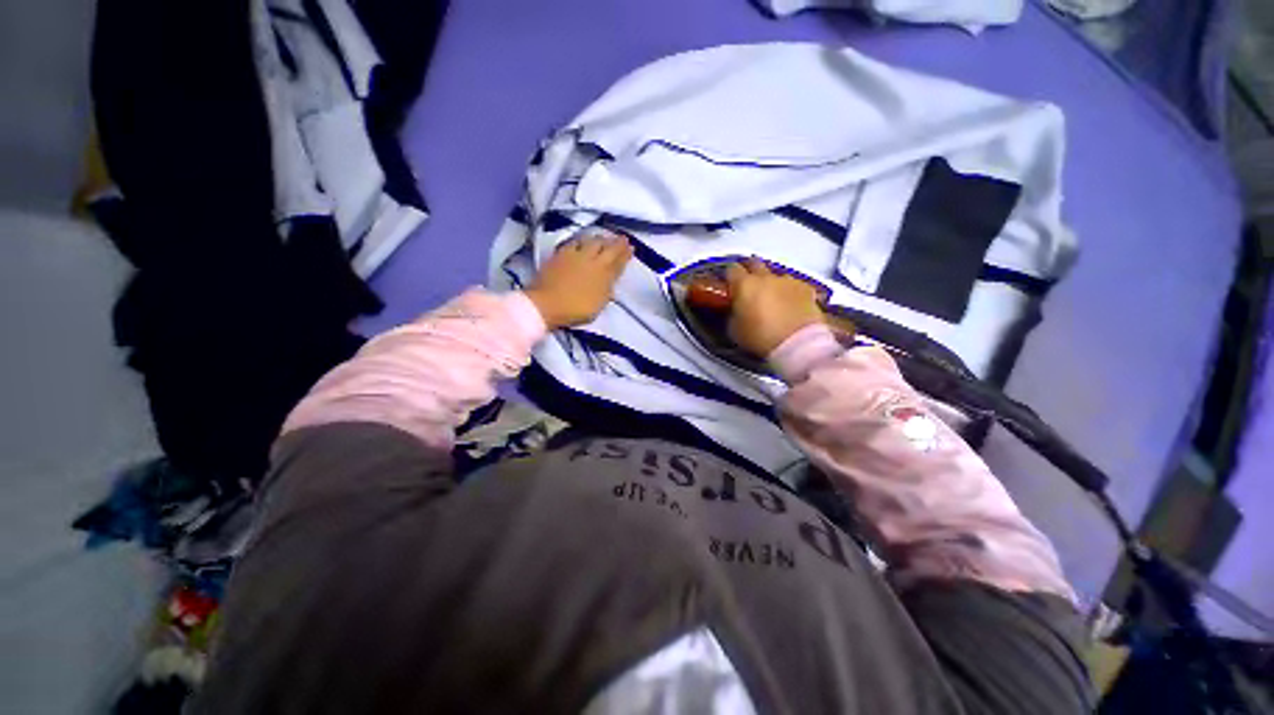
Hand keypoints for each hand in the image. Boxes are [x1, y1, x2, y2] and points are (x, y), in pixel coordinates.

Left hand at [526, 229, 633, 329]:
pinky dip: (582, 239)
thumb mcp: (598, 305)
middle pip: (608, 248)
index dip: (626, 255)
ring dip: (601, 238)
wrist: (547, 304)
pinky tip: (583, 239)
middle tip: (623, 238)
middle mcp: (593, 261)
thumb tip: (612, 282)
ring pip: (592, 241)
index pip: (619, 262)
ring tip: (605, 237)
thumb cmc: (575, 310)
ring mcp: (576, 255)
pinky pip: (575, 242)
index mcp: (604, 275)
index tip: (632, 248)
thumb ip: (607, 291)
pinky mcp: (561, 253)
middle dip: (617, 243)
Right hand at [726, 258, 825, 355]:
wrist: (797, 343)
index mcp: (744, 284)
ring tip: (770, 297)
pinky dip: (789, 292)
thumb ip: (733, 314)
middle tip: (747, 284)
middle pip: (754, 263)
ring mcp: (787, 281)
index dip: (729, 276)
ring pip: (775, 274)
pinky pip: (794, 285)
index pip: (732, 269)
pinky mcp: (806, 289)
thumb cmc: (762, 337)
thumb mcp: (734, 330)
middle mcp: (766, 277)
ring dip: (770, 282)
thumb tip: (735, 311)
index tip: (729, 284)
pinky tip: (789, 304)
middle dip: (749, 271)